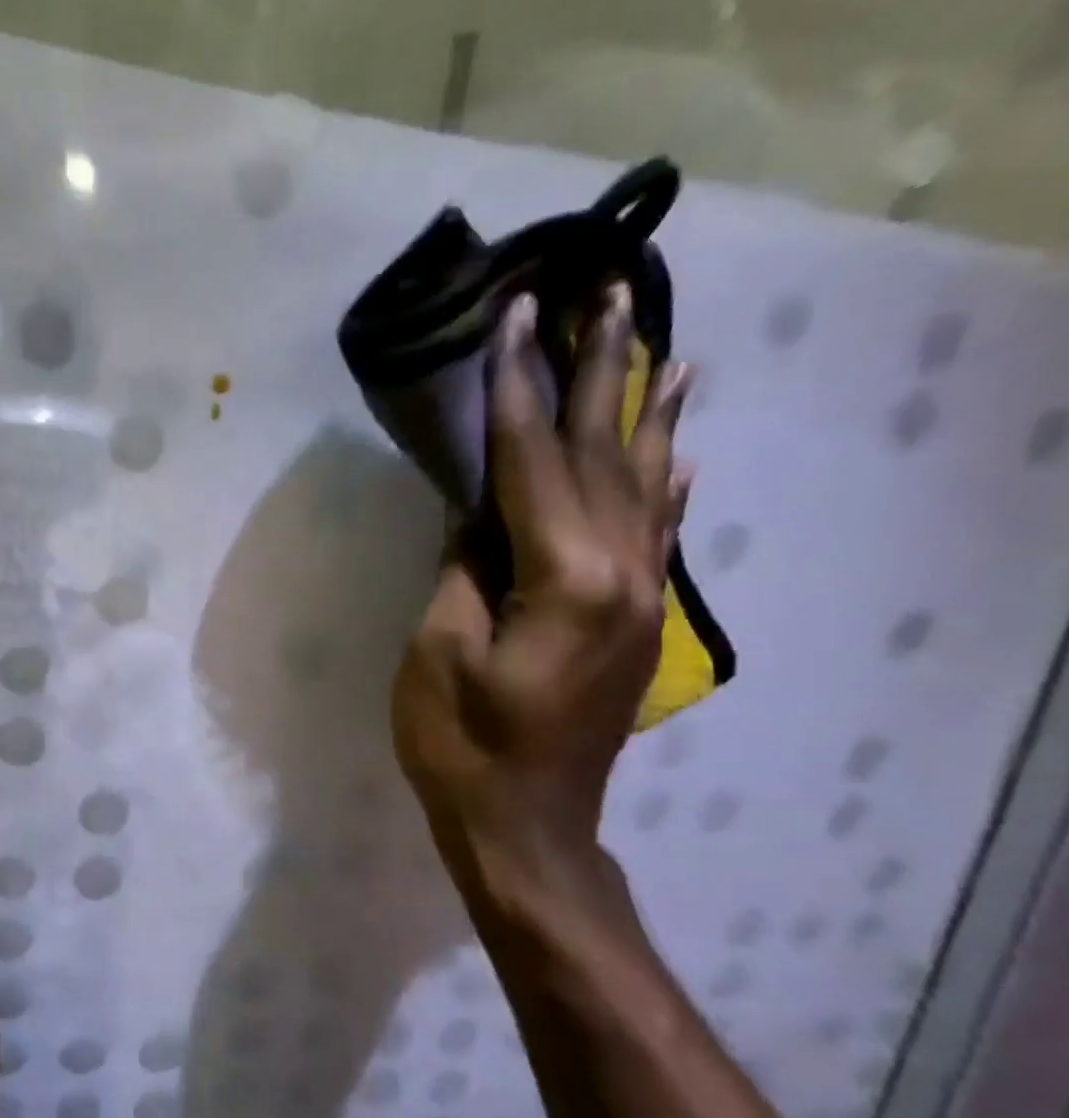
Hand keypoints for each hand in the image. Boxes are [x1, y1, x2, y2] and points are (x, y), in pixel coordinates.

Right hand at [392, 285, 694, 895]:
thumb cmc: (462, 745)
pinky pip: (657, 534)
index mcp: (565, 577)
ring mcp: (639, 598)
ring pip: (645, 486)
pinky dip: (665, 484)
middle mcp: (623, 572)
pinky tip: (679, 452)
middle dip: (600, 371)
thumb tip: (476, 513)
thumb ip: (462, 571)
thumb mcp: (437, 653)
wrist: (524, 826)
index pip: (534, 461)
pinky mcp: (635, 623)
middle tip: (608, 292)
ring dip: (647, 414)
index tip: (517, 315)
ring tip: (664, 346)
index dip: (521, 387)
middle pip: (604, 455)